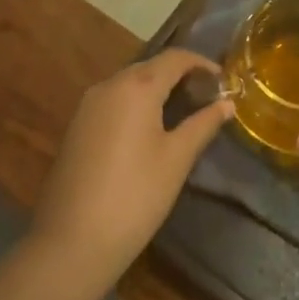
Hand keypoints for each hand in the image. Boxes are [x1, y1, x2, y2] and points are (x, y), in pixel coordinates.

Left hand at [29, 49, 231, 290]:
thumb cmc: (135, 196)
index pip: (174, 58)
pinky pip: (113, 101)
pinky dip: (136, 104)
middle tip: (207, 96)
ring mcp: (87, 105)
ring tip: (183, 111)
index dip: (201, 63)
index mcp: (136, 86)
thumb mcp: (177, 159)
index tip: (223, 80)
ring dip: (157, 89)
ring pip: (129, 84)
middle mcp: (108, 86)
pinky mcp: (76, 127)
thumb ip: (203, 124)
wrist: (71, 241)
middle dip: (180, 76)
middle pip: (150, 67)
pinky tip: (150, 129)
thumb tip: (227, 103)